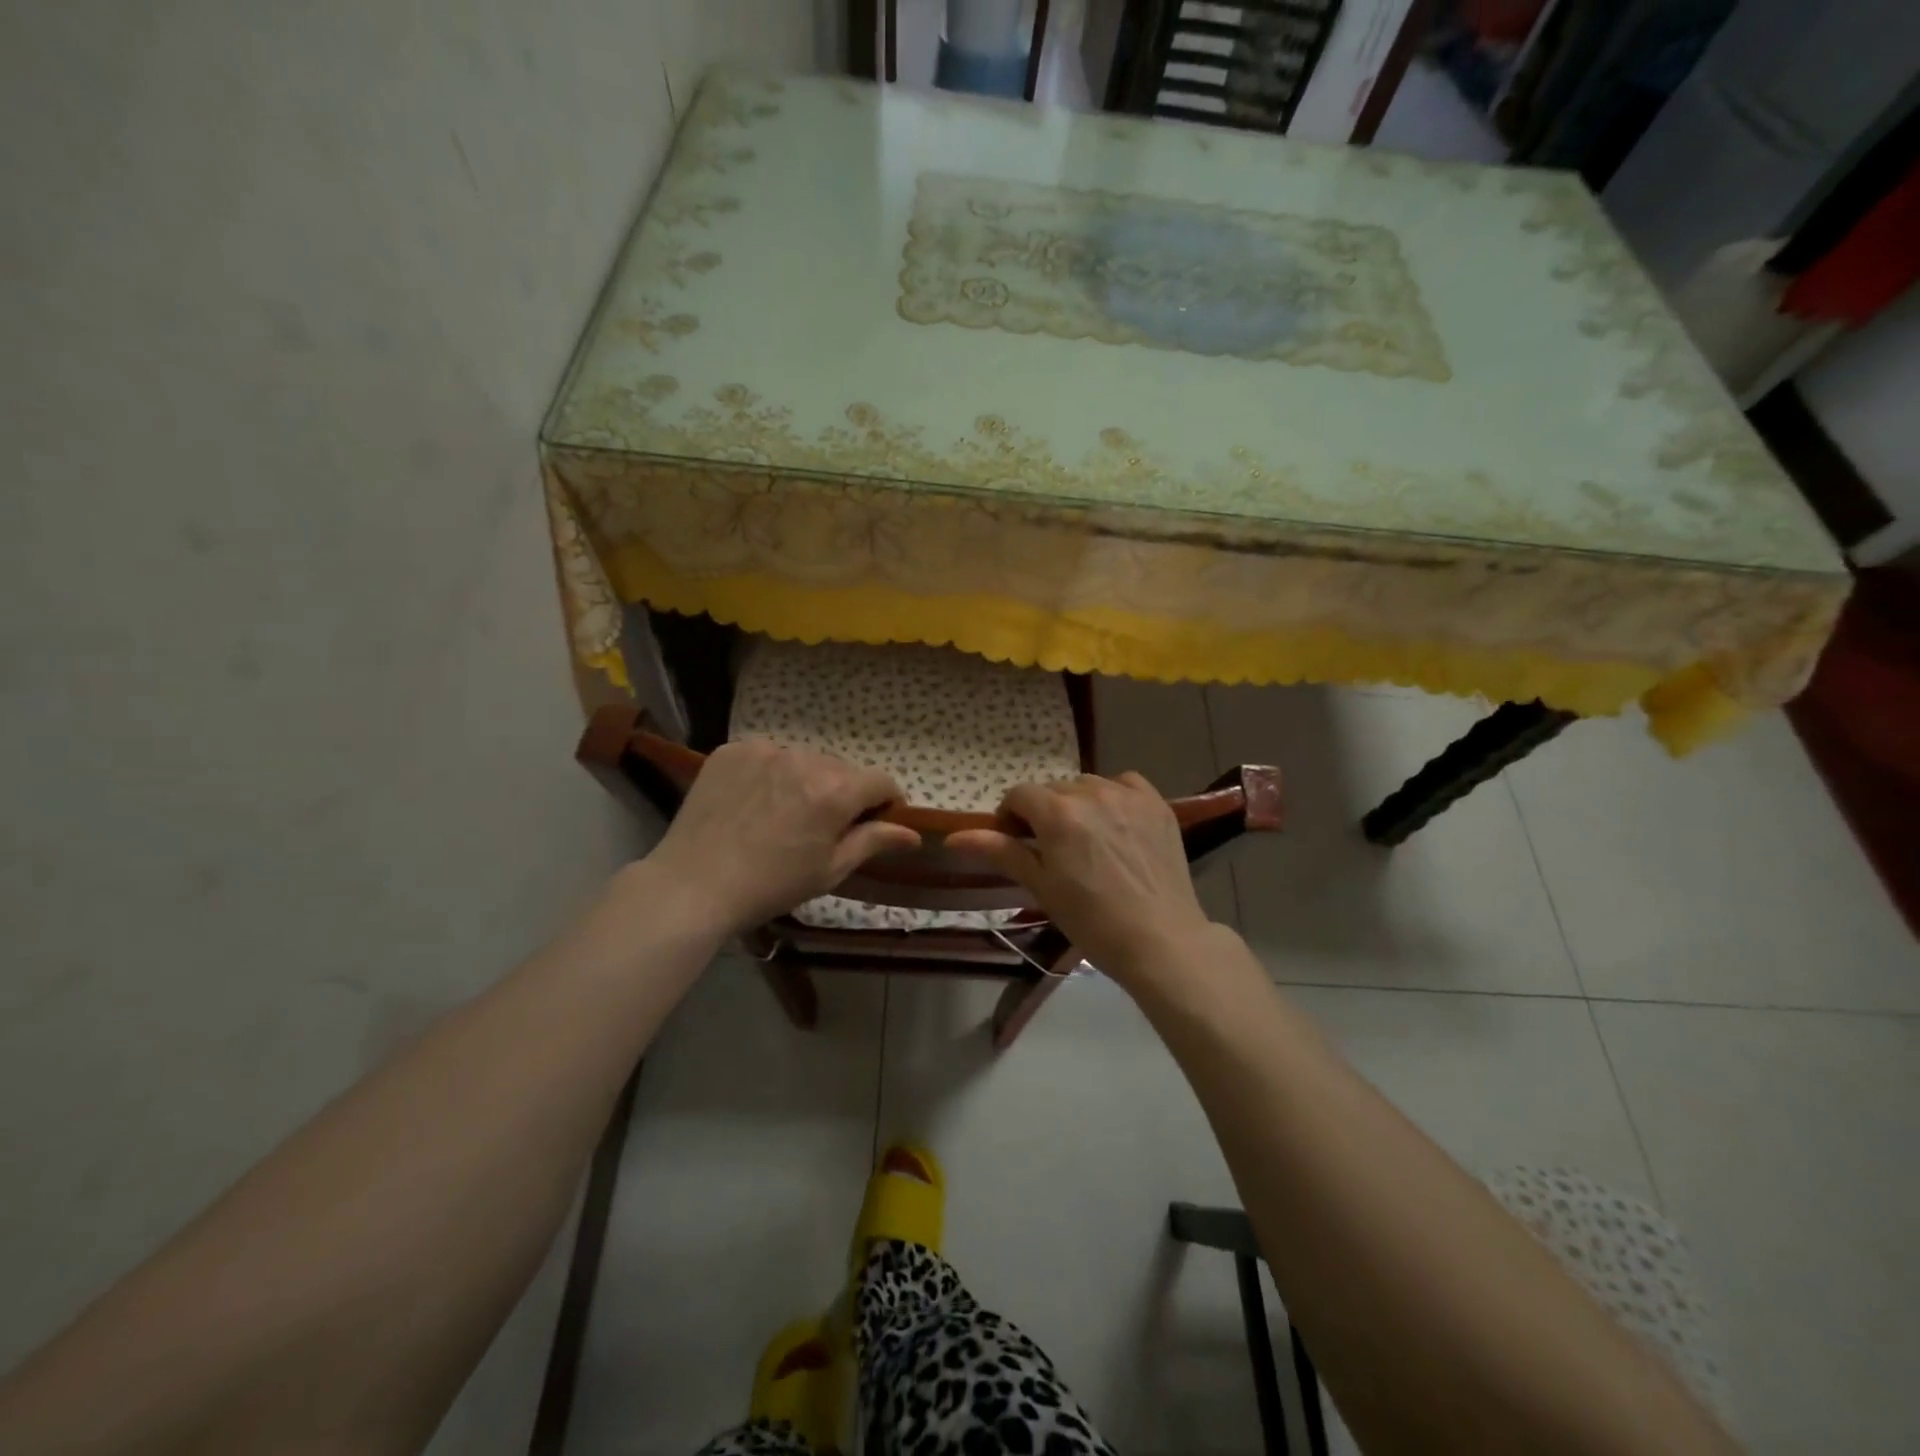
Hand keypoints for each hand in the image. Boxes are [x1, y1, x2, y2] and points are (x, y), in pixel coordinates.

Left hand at [643, 737, 921, 936]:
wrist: (692, 885)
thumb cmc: (770, 886)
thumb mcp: (830, 870)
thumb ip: (874, 841)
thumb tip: (913, 833)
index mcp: (834, 791)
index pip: (881, 781)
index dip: (886, 801)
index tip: (877, 821)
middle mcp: (804, 759)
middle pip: (841, 770)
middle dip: (843, 793)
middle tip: (823, 826)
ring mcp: (764, 750)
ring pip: (804, 760)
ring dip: (806, 780)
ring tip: (784, 814)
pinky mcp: (732, 751)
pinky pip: (768, 756)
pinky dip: (771, 773)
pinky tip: (755, 802)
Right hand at [947, 773, 1213, 986]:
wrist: (1160, 941)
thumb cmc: (1092, 921)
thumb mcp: (1040, 887)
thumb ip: (1000, 852)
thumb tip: (954, 837)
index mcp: (1058, 813)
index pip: (1019, 795)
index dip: (1010, 816)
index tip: (1015, 842)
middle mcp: (1092, 793)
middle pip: (1053, 790)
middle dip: (1043, 813)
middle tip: (1051, 849)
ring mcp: (1128, 796)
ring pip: (1087, 785)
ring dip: (1078, 804)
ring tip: (1086, 839)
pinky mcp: (1156, 804)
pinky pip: (1125, 784)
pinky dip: (1113, 797)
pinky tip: (1116, 823)